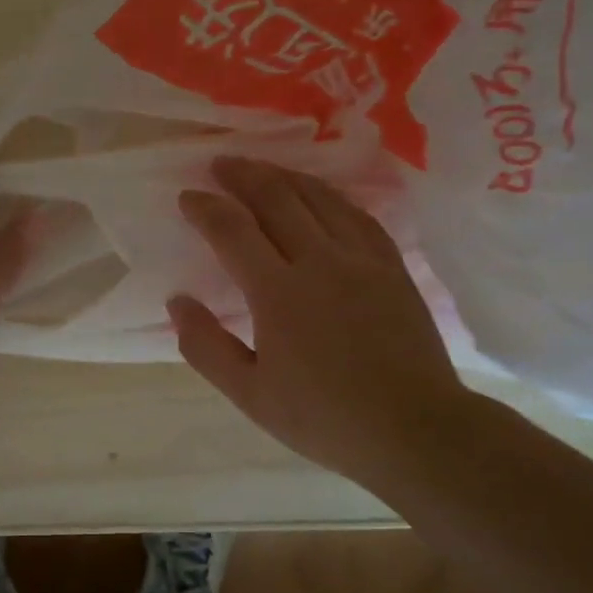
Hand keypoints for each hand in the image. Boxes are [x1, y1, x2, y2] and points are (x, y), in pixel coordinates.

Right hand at [169, 157, 475, 485]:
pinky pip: (358, 214)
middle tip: (221, 163)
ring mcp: (361, 259)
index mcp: (278, 292)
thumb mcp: (250, 395)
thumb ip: (206, 347)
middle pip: (276, 199)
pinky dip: (330, 196)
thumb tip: (177, 302)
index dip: (205, 208)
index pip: (232, 230)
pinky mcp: (392, 266)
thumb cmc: (324, 418)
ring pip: (319, 198)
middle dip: (243, 175)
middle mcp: (319, 261)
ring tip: (262, 168)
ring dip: (284, 176)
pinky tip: (321, 194)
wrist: (414, 429)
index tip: (188, 196)